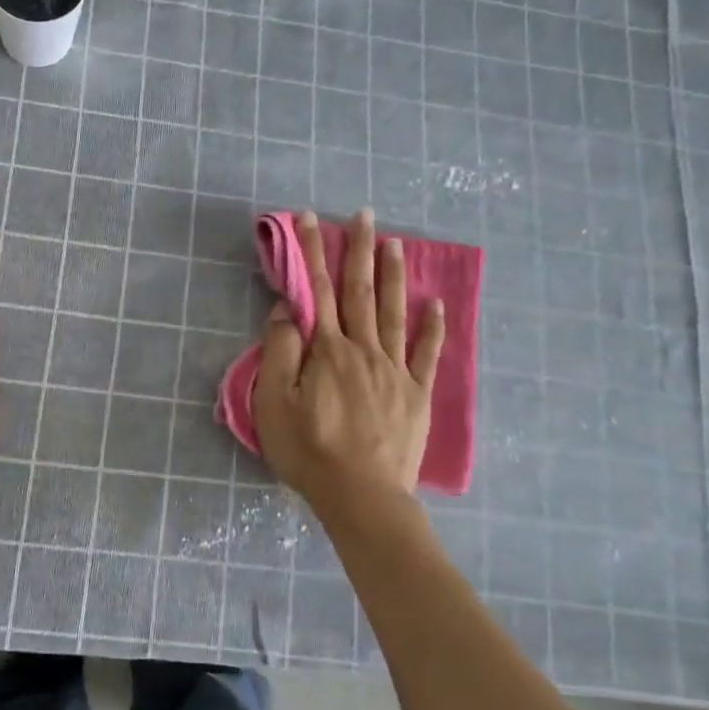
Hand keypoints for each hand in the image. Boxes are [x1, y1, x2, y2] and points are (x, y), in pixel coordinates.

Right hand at [253, 209, 444, 514]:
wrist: (362, 496)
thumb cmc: (308, 450)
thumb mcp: (273, 402)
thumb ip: (280, 351)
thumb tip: (288, 309)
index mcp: (327, 350)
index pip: (315, 290)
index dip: (311, 251)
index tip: (308, 218)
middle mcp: (363, 349)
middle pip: (359, 291)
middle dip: (358, 249)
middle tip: (363, 213)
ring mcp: (394, 370)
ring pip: (394, 312)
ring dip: (392, 275)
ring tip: (394, 242)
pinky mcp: (416, 394)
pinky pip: (426, 353)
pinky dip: (432, 327)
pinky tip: (435, 304)